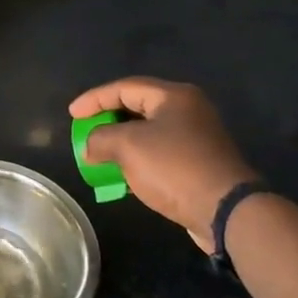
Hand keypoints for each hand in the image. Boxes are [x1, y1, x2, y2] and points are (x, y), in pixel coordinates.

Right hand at [69, 78, 255, 250]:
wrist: (225, 210)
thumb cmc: (174, 168)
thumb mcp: (127, 146)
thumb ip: (100, 138)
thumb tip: (90, 147)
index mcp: (174, 97)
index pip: (124, 87)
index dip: (94, 99)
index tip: (72, 115)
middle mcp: (188, 111)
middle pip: (137, 107)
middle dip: (107, 121)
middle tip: (85, 132)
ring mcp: (196, 138)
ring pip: (148, 133)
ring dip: (120, 144)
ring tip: (98, 156)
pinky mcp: (198, 164)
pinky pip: (158, 154)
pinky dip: (136, 160)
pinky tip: (122, 176)